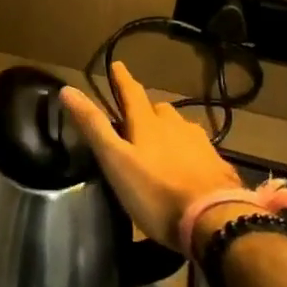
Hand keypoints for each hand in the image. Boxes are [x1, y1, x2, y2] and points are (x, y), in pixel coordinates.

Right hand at [60, 60, 244, 249]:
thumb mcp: (115, 161)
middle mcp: (176, 127)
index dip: (122, 79)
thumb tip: (67, 89)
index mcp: (148, 124)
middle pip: (160, 110)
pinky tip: (191, 165)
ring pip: (182, 128)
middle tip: (138, 115)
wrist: (215, 222)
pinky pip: (201, 150)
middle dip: (148, 108)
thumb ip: (93, 126)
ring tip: (164, 140)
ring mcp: (201, 146)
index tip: (117, 65)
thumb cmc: (156, 193)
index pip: (132, 93)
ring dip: (171, 129)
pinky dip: (191, 151)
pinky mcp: (219, 167)